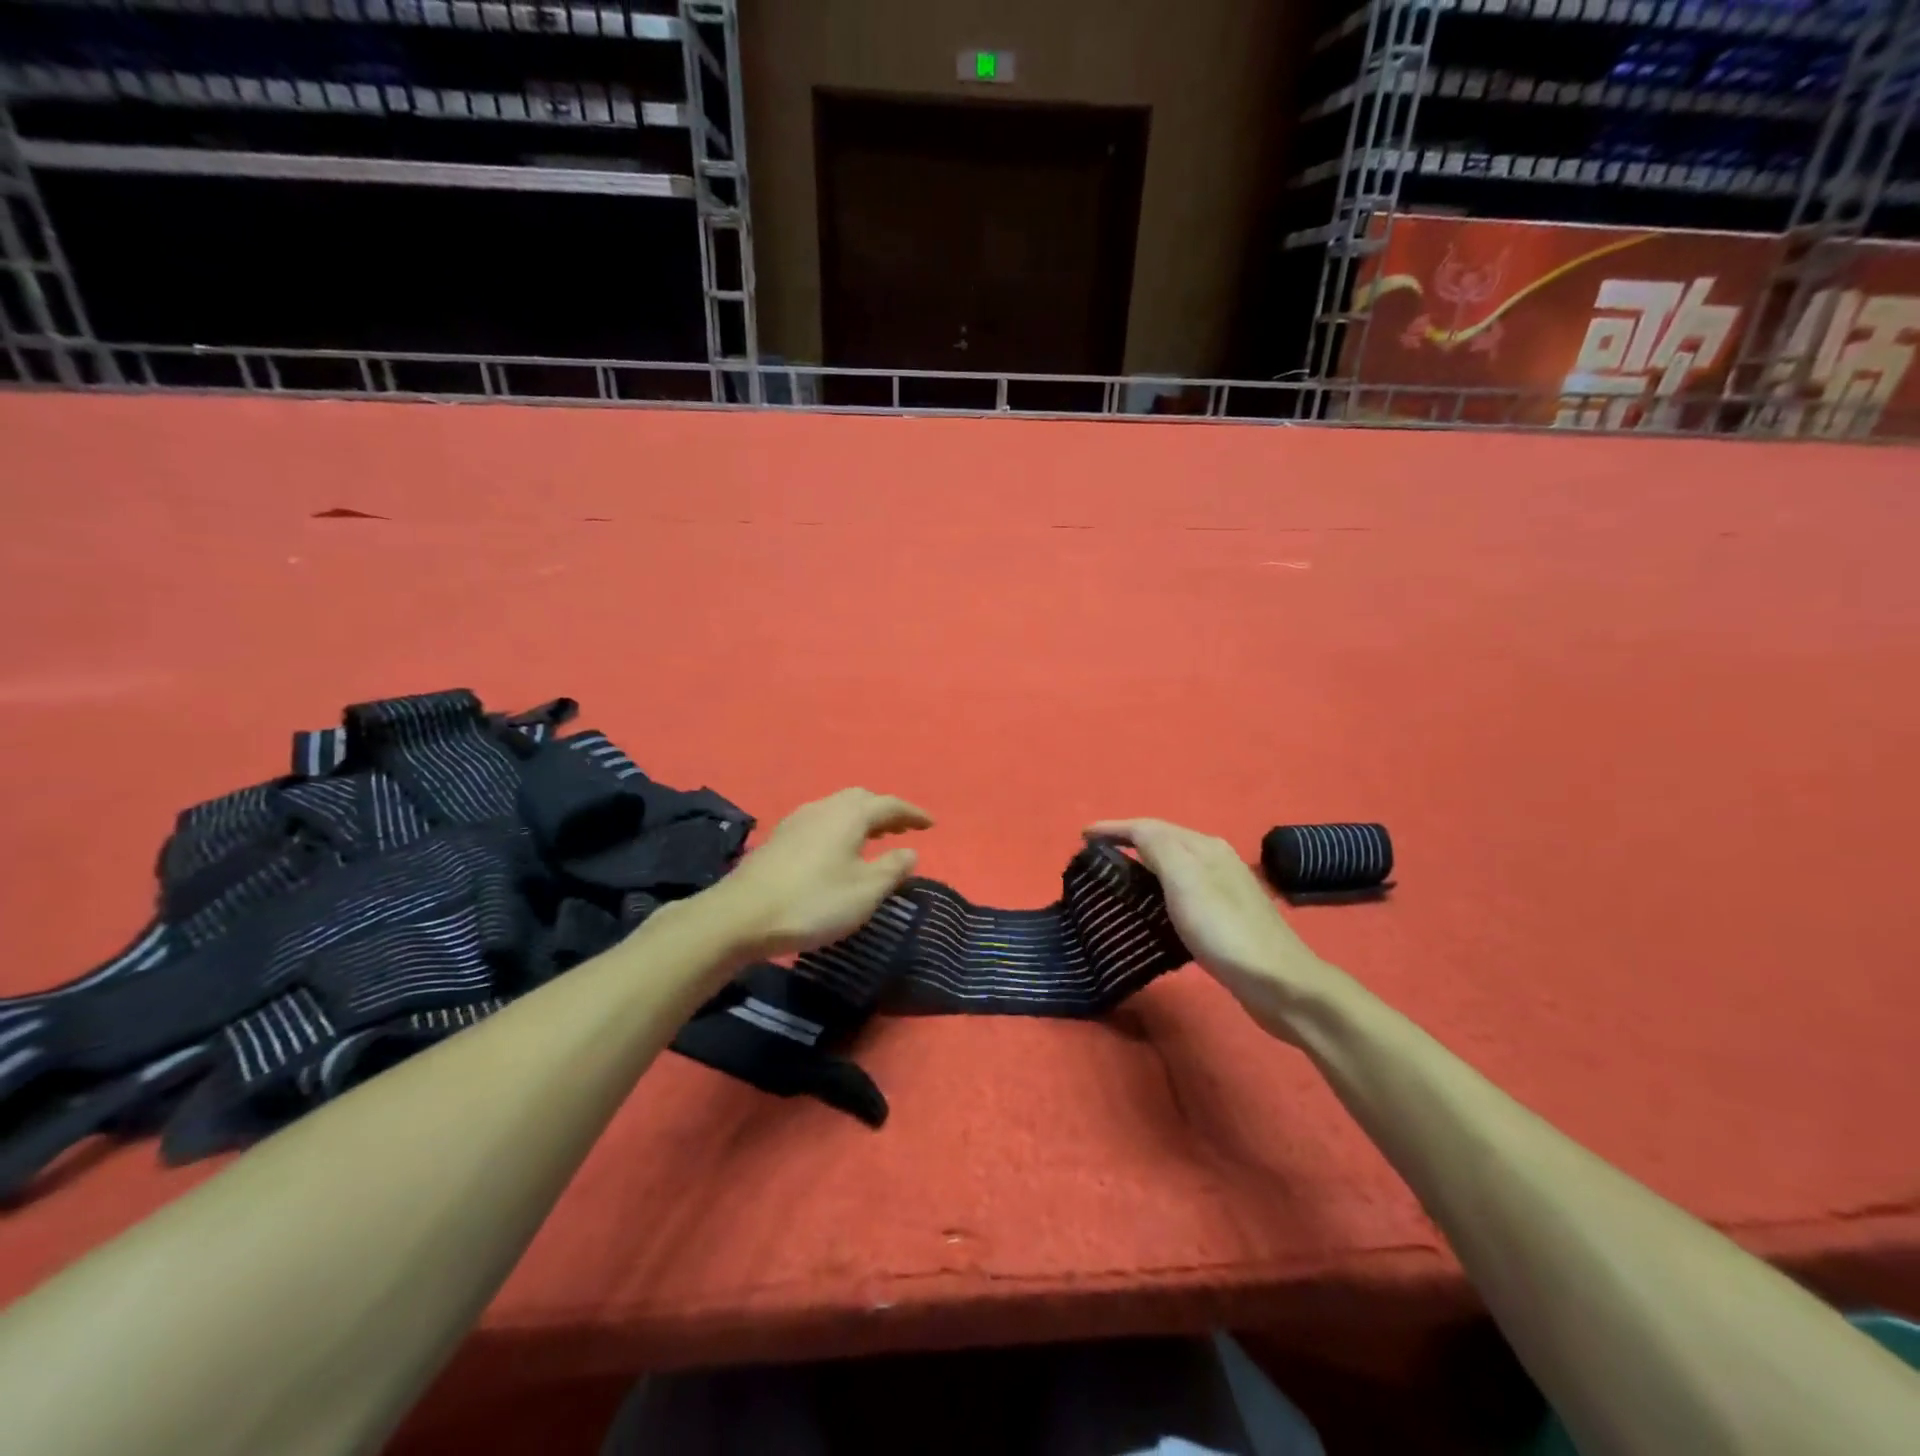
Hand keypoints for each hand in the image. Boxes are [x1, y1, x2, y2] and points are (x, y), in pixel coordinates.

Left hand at [719, 789, 932, 957]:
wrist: (741, 916)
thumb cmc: (813, 901)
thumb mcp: (865, 891)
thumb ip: (892, 868)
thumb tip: (910, 851)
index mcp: (849, 814)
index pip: (889, 804)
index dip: (912, 814)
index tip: (931, 824)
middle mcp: (823, 808)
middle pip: (861, 800)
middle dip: (885, 811)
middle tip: (901, 829)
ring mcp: (797, 821)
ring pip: (838, 809)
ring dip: (861, 820)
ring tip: (874, 839)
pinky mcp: (778, 838)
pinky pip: (821, 823)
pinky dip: (840, 829)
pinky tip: (838, 851)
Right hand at [1086, 818, 1340, 1035]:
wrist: (1278, 982)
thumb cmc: (1223, 930)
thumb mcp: (1184, 879)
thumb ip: (1158, 847)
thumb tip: (1134, 831)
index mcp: (1203, 846)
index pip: (1149, 826)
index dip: (1114, 827)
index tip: (1082, 835)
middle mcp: (1215, 858)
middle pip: (1162, 839)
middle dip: (1127, 841)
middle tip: (1095, 856)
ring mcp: (1224, 886)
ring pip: (1173, 863)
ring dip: (1143, 863)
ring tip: (1116, 877)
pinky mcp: (1227, 915)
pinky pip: (1182, 887)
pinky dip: (1158, 887)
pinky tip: (1152, 906)